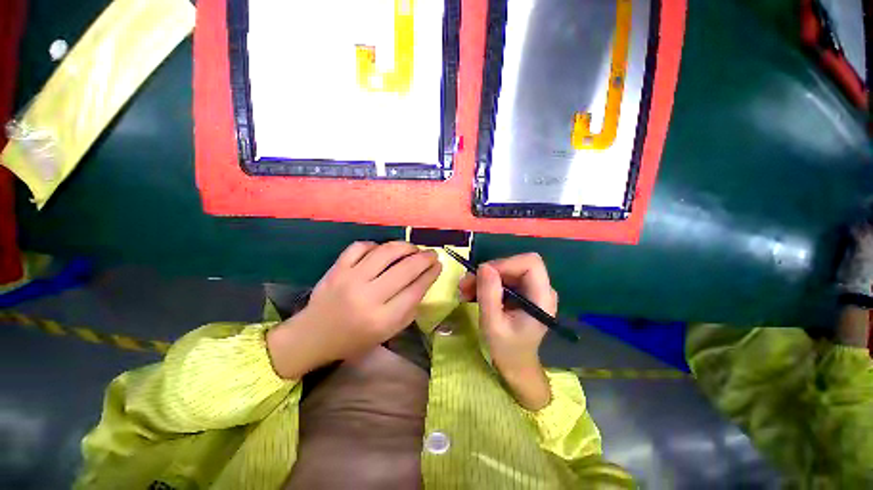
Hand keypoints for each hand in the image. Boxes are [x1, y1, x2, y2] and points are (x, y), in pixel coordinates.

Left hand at [267, 241, 441, 378]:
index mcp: (382, 319)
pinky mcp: (336, 269)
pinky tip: (382, 251)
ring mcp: (350, 279)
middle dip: (424, 258)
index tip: (439, 265)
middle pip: (405, 269)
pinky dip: (376, 245)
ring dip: (405, 246)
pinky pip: (360, 247)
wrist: (313, 336)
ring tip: (412, 248)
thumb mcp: (387, 332)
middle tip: (432, 253)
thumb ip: (408, 309)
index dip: (431, 274)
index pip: (415, 289)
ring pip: (385, 252)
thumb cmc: (354, 339)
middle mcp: (368, 297)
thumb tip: (423, 281)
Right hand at [459, 253, 555, 409]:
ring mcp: (532, 289)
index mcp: (542, 298)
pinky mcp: (523, 291)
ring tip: (464, 291)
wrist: (515, 364)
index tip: (482, 275)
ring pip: (507, 269)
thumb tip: (484, 266)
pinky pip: (503, 277)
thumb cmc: (506, 350)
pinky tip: (472, 293)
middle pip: (516, 264)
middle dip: (489, 271)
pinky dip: (486, 282)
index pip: (530, 263)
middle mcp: (542, 289)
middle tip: (465, 284)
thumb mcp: (492, 324)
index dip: (505, 263)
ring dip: (483, 277)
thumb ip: (489, 295)